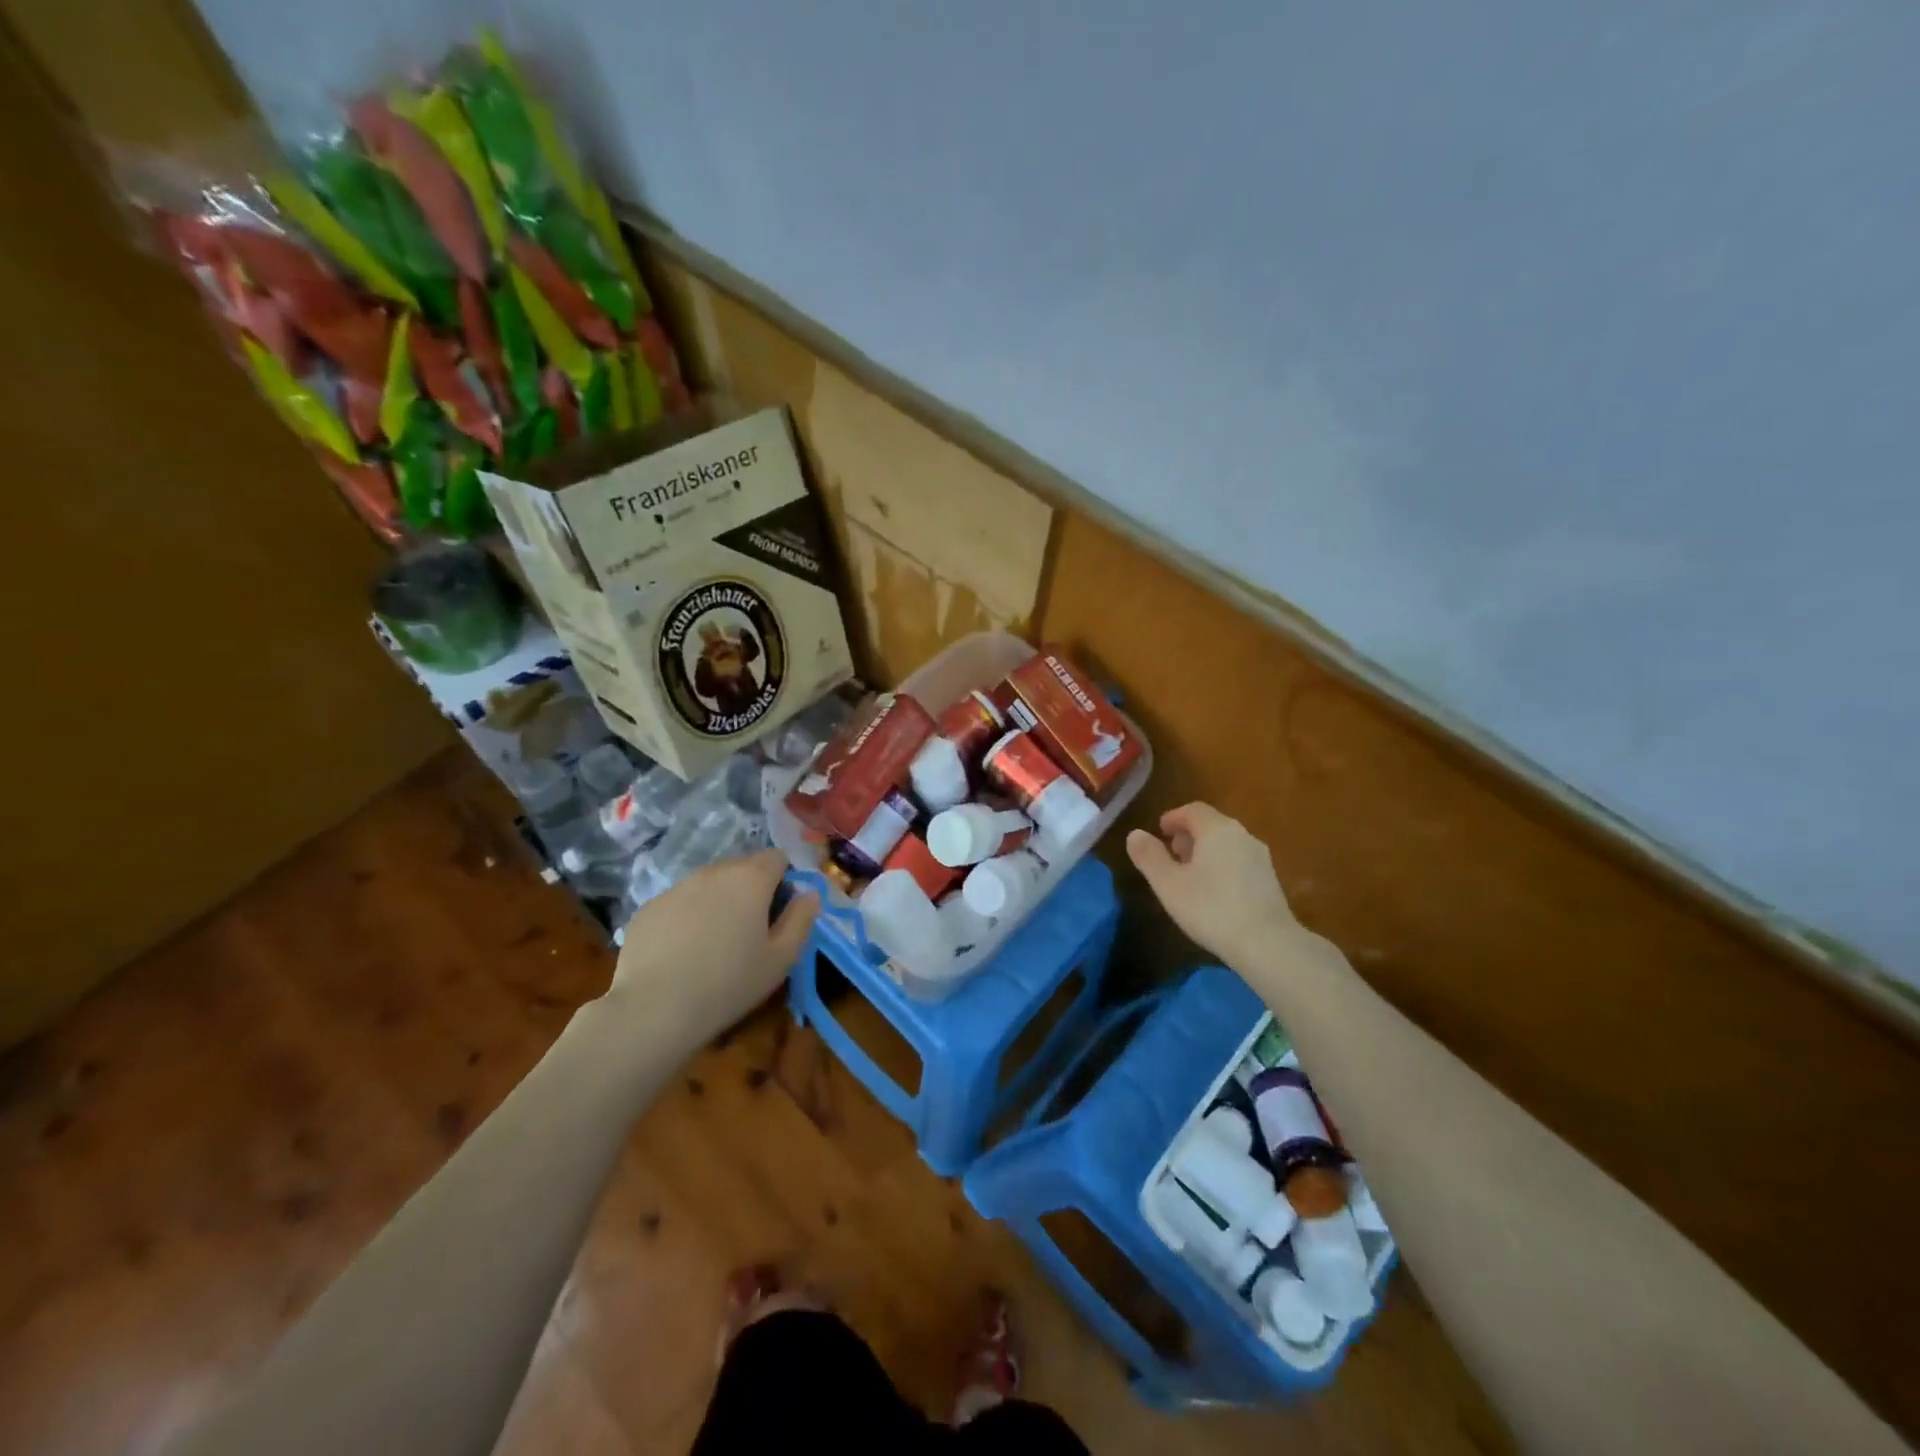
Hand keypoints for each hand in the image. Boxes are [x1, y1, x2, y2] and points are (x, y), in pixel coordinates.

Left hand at [605, 849, 818, 1047]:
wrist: (653, 1009)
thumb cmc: (729, 983)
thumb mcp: (782, 958)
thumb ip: (801, 918)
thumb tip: (809, 894)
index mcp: (751, 878)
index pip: (777, 857)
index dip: (783, 881)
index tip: (779, 913)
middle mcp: (713, 871)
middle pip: (742, 867)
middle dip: (750, 890)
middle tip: (749, 931)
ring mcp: (676, 887)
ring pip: (709, 884)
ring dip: (718, 902)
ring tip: (713, 943)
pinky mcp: (648, 907)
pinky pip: (679, 902)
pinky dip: (687, 917)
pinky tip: (682, 952)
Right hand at [1126, 803, 1295, 962]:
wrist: (1268, 943)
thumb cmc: (1211, 908)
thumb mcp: (1168, 884)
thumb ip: (1149, 856)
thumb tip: (1134, 834)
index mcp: (1217, 830)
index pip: (1193, 810)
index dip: (1173, 817)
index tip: (1160, 830)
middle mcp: (1242, 835)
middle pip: (1211, 824)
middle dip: (1189, 834)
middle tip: (1171, 852)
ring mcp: (1260, 857)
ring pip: (1227, 842)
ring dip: (1205, 850)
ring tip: (1189, 873)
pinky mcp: (1270, 879)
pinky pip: (1239, 860)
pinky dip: (1222, 864)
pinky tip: (1213, 890)